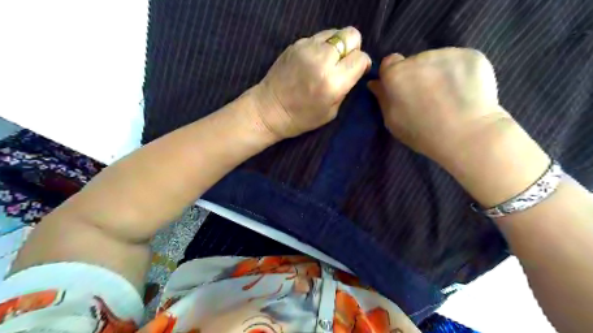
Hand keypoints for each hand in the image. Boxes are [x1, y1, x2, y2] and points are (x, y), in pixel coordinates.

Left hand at [254, 27, 368, 138]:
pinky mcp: (296, 44)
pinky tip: (313, 61)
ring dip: (337, 46)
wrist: (269, 109)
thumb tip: (353, 71)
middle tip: (344, 63)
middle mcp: (322, 59)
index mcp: (333, 81)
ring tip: (328, 61)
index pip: (361, 58)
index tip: (357, 71)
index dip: (362, 64)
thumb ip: (345, 88)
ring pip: (335, 32)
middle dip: (353, 48)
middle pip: (351, 35)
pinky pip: (318, 37)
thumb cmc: (301, 118)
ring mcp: (307, 48)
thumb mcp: (331, 111)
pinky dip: (321, 46)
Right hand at [370, 47, 507, 163]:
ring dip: (437, 72)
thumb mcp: (393, 121)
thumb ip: (382, 98)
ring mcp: (446, 53)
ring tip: (448, 95)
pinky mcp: (472, 54)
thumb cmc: (423, 133)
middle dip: (416, 75)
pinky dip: (459, 71)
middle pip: (413, 61)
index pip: (389, 63)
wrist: (468, 135)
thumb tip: (374, 83)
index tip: (402, 89)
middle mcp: (418, 57)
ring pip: (436, 60)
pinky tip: (464, 90)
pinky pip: (458, 60)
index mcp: (396, 74)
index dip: (394, 76)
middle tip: (427, 97)